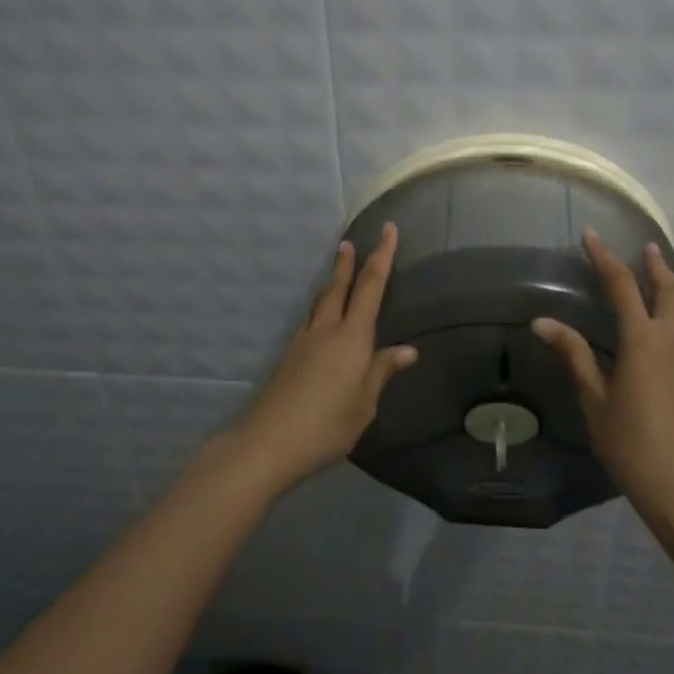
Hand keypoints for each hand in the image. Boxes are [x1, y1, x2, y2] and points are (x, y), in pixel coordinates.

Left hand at [229, 224, 417, 497]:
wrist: (266, 444)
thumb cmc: (326, 425)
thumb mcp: (364, 404)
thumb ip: (381, 372)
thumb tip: (407, 350)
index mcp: (351, 337)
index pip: (371, 287)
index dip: (382, 256)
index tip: (388, 230)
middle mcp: (326, 331)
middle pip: (338, 288)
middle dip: (347, 264)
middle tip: (348, 243)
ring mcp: (302, 343)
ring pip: (319, 303)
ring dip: (330, 285)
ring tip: (336, 276)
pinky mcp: (287, 358)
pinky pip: (309, 322)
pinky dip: (319, 310)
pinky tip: (320, 322)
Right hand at [532, 231, 673, 527]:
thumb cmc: (632, 446)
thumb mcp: (595, 401)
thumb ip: (574, 356)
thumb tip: (542, 322)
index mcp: (643, 341)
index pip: (622, 286)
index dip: (605, 258)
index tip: (592, 235)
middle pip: (668, 290)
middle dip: (655, 265)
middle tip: (645, 247)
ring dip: (673, 288)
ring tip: (661, 278)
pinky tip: (672, 328)